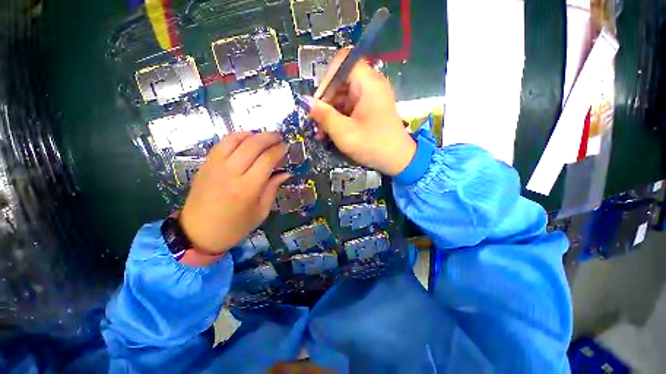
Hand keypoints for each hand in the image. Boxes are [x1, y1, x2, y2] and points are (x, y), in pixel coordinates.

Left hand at [179, 132, 289, 254]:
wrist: (197, 233)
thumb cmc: (234, 227)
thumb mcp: (260, 212)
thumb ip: (272, 189)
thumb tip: (285, 173)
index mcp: (247, 188)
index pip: (267, 159)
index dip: (279, 150)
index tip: (286, 147)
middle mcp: (231, 173)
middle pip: (253, 145)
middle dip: (269, 137)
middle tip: (279, 137)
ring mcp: (216, 166)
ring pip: (236, 139)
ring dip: (253, 134)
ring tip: (264, 137)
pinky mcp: (206, 164)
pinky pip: (222, 143)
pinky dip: (237, 137)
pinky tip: (246, 139)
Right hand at [306, 49, 415, 175]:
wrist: (398, 160)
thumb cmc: (373, 145)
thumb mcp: (345, 133)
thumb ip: (324, 116)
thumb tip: (306, 102)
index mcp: (368, 83)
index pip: (342, 62)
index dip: (327, 78)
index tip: (318, 101)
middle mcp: (371, 85)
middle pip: (341, 81)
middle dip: (326, 101)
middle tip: (316, 121)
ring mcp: (371, 97)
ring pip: (343, 95)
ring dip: (330, 112)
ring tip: (321, 132)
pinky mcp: (370, 109)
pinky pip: (350, 106)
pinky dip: (339, 117)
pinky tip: (331, 132)